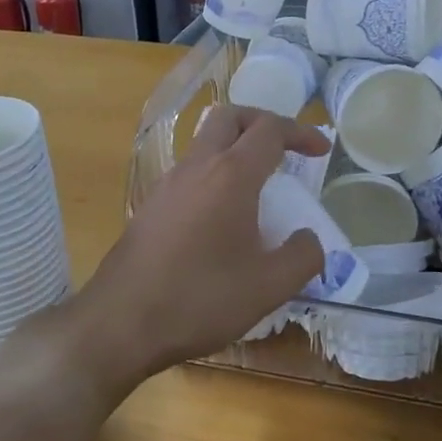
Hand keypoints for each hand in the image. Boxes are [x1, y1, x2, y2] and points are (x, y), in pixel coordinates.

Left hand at [69, 106, 329, 391]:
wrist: (120, 323)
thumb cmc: (200, 299)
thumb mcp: (269, 287)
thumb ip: (303, 256)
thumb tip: (308, 239)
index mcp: (231, 176)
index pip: (270, 130)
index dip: (301, 133)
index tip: (321, 150)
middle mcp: (196, 167)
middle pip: (229, 117)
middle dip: (261, 122)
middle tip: (285, 149)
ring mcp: (167, 185)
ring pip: (204, 144)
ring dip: (234, 149)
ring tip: (257, 187)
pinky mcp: (150, 206)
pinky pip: (188, 173)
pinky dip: (213, 176)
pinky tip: (221, 218)